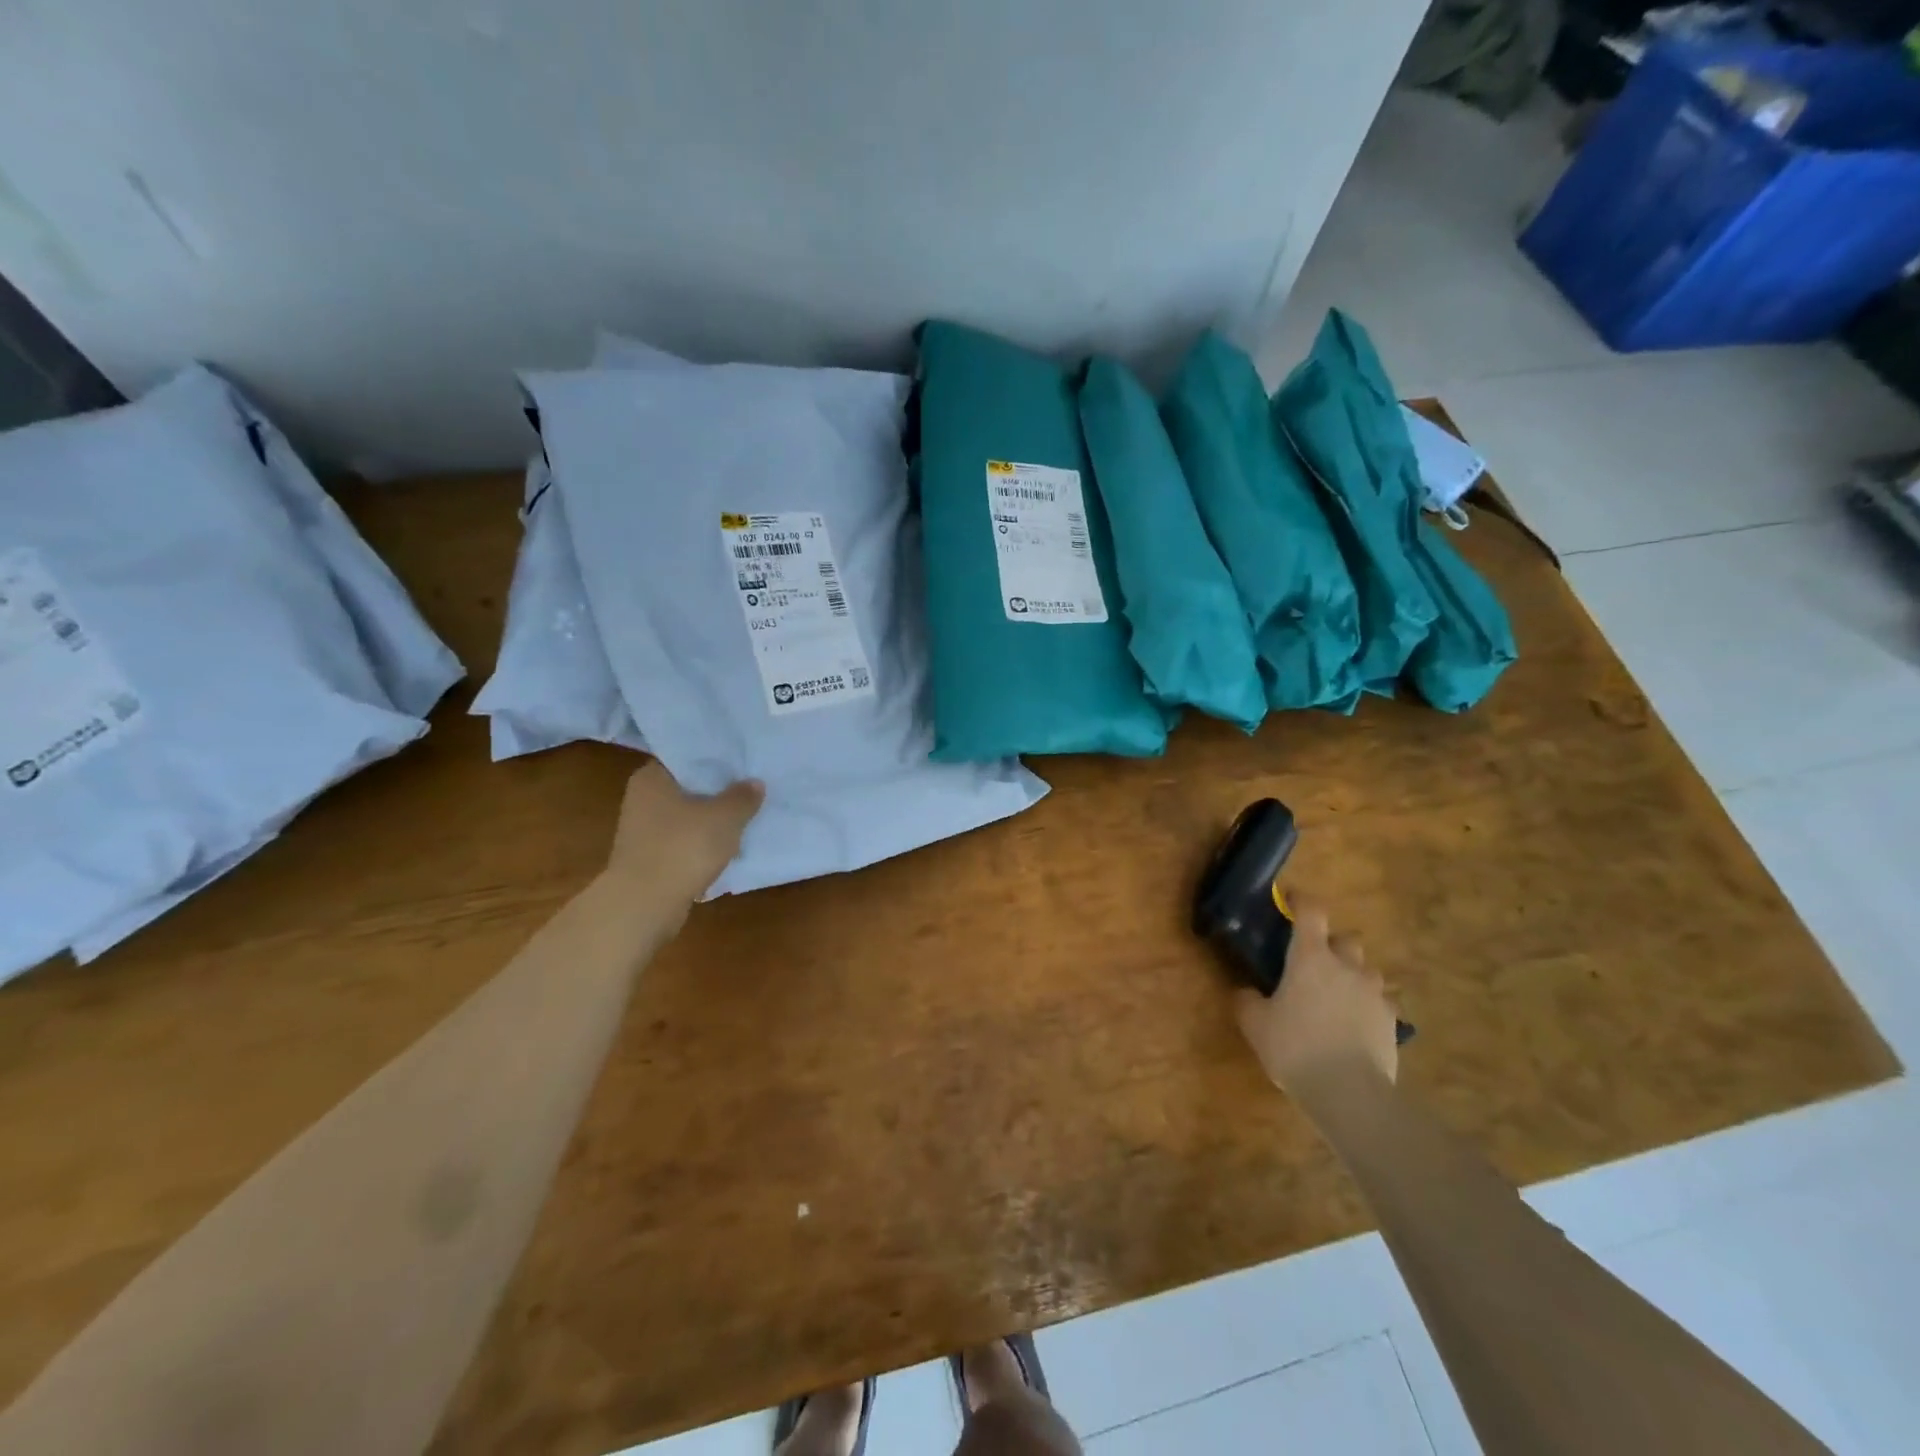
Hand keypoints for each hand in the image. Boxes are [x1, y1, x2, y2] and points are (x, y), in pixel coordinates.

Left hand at [602, 762, 763, 904]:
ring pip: (687, 816)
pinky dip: (703, 844)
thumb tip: (754, 783)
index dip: (716, 757)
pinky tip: (728, 847)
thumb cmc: (682, 848)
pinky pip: (684, 842)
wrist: (644, 905)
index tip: (743, 761)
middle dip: (718, 790)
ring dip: (712, 819)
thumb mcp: (725, 817)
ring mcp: (643, 831)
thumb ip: (743, 797)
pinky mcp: (650, 858)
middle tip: (752, 787)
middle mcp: (642, 799)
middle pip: (688, 786)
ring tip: (746, 817)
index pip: (687, 756)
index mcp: (652, 777)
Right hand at [1235, 892, 1398, 1103]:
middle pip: (1347, 939)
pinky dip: (1369, 1007)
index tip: (1291, 900)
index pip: (1311, 912)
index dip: (1301, 901)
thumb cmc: (1294, 1047)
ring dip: (1354, 975)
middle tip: (1315, 963)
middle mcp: (1346, 966)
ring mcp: (1374, 994)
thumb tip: (1246, 991)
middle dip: (1333, 945)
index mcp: (1310, 957)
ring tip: (1338, 997)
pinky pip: (1381, 1003)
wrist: (1349, 1092)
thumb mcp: (1255, 1024)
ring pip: (1368, 970)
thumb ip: (1247, 1001)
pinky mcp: (1392, 1022)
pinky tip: (1356, 1026)